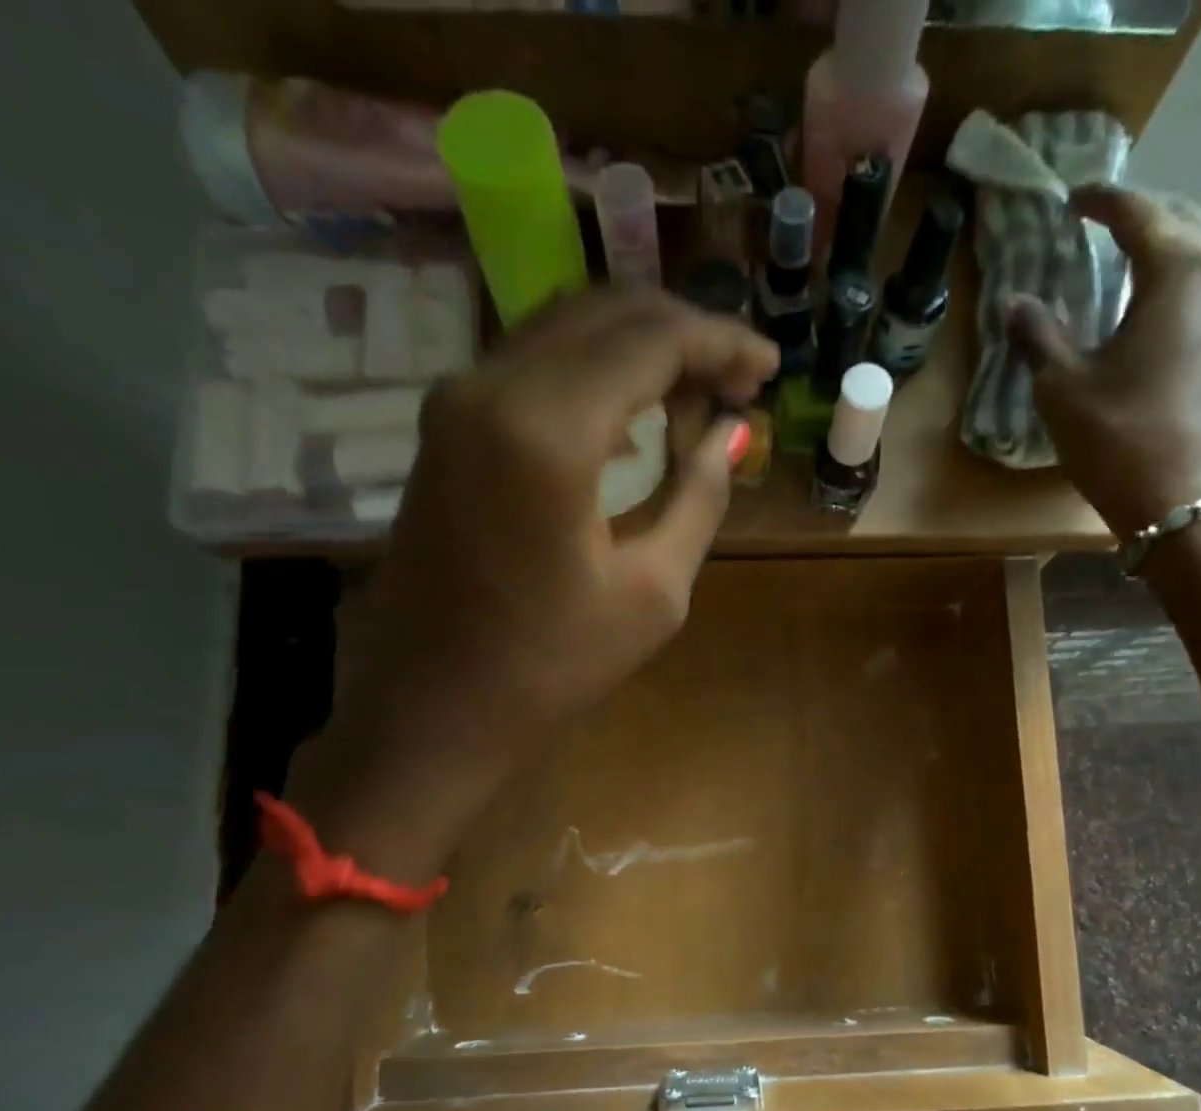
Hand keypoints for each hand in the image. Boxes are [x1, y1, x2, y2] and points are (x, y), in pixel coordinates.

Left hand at [289, 287, 778, 871]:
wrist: (431, 707)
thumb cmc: (550, 667)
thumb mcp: (653, 594)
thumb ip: (700, 497)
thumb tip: (733, 433)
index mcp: (547, 429)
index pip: (651, 340)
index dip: (720, 342)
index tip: (768, 366)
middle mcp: (492, 386)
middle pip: (608, 314)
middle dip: (685, 334)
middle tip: (740, 378)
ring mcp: (458, 399)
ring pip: (567, 329)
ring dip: (639, 347)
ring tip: (699, 392)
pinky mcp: (446, 425)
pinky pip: (534, 364)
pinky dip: (594, 371)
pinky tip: (634, 414)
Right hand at [1005, 186, 1200, 541]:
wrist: (1192, 506)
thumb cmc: (1122, 440)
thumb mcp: (1064, 389)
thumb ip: (1038, 337)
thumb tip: (1015, 303)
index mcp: (1179, 268)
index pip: (1138, 211)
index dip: (1100, 202)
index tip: (1071, 201)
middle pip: (1181, 221)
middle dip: (1140, 217)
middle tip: (1099, 227)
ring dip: (1163, 250)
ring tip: (1124, 266)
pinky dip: (1177, 284)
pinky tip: (1151, 311)